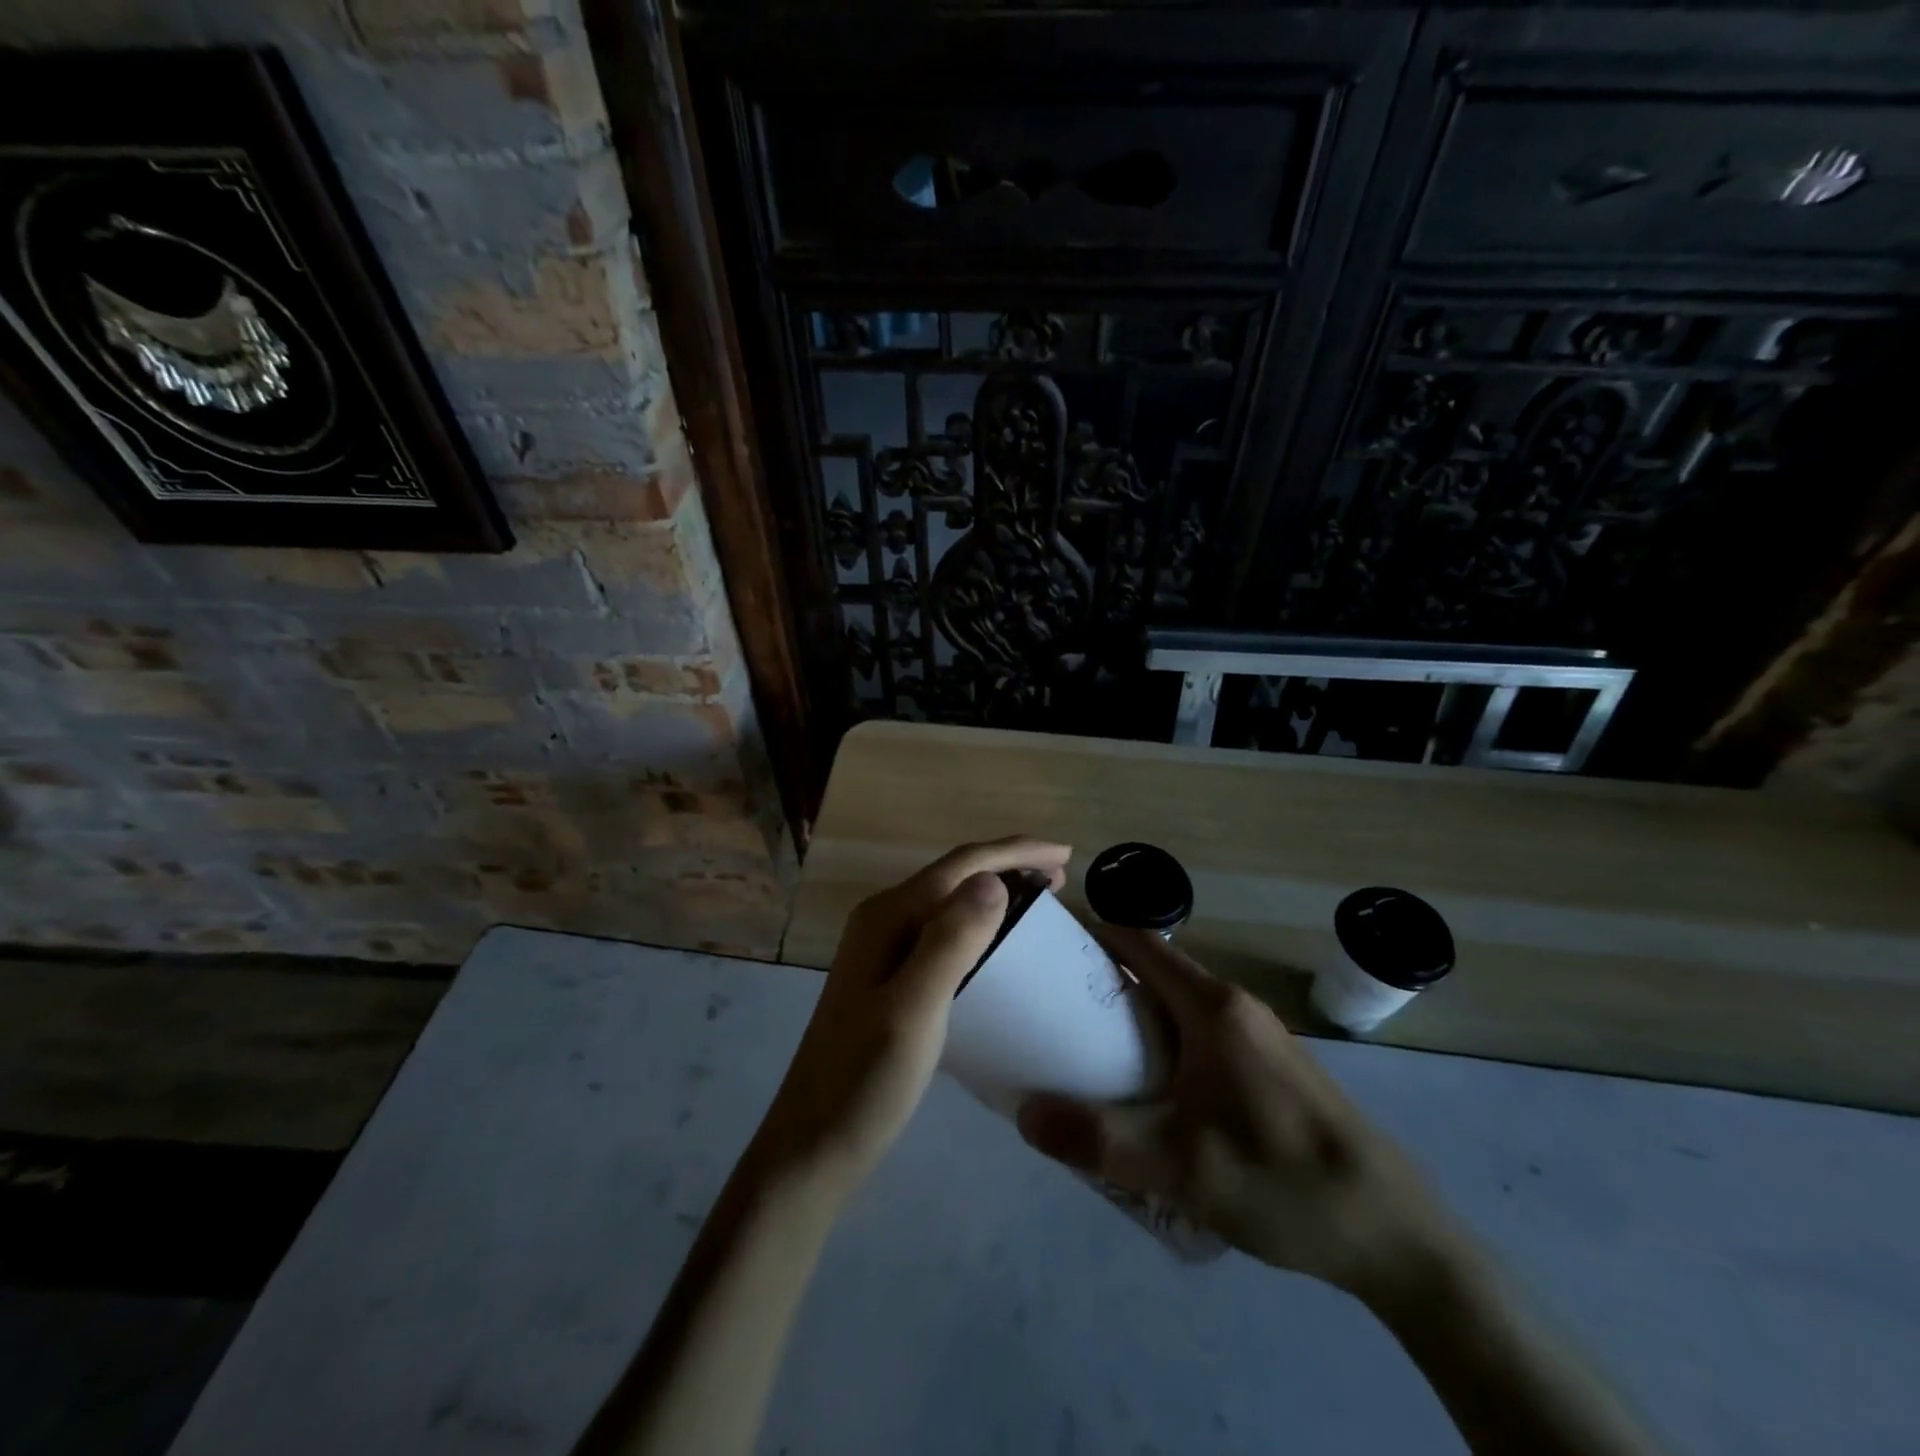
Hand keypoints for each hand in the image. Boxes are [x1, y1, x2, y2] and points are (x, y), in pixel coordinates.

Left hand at [748, 837, 1071, 1201]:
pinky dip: (979, 926)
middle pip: (954, 876)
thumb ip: (950, 941)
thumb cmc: (865, 1081)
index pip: (961, 864)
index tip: (1066, 855)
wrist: (814, 1146)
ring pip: (949, 903)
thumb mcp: (913, 1010)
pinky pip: (943, 933)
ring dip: (995, 893)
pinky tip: (998, 945)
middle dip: (1008, 866)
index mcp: (887, 916)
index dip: (1014, 851)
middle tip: (1060, 878)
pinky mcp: (889, 979)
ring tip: (1040, 902)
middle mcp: (882, 921)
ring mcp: (882, 950)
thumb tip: (992, 880)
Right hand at [1017, 925, 1459, 1302]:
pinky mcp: (1274, 1067)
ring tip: (1091, 1056)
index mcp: (1212, 1007)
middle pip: (1155, 971)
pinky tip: (1154, 1096)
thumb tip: (1023, 1113)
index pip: (1138, 942)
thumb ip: (1096, 1138)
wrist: (1395, 1236)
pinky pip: (1203, 1033)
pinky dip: (1165, 1043)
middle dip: (1103, 982)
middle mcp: (1235, 1006)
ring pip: (1180, 1006)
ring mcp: (1260, 1035)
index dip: (1091, 932)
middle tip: (1054, 1013)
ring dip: (1135, 1017)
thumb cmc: (1281, 1181)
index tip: (1047, 948)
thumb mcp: (1178, 1167)